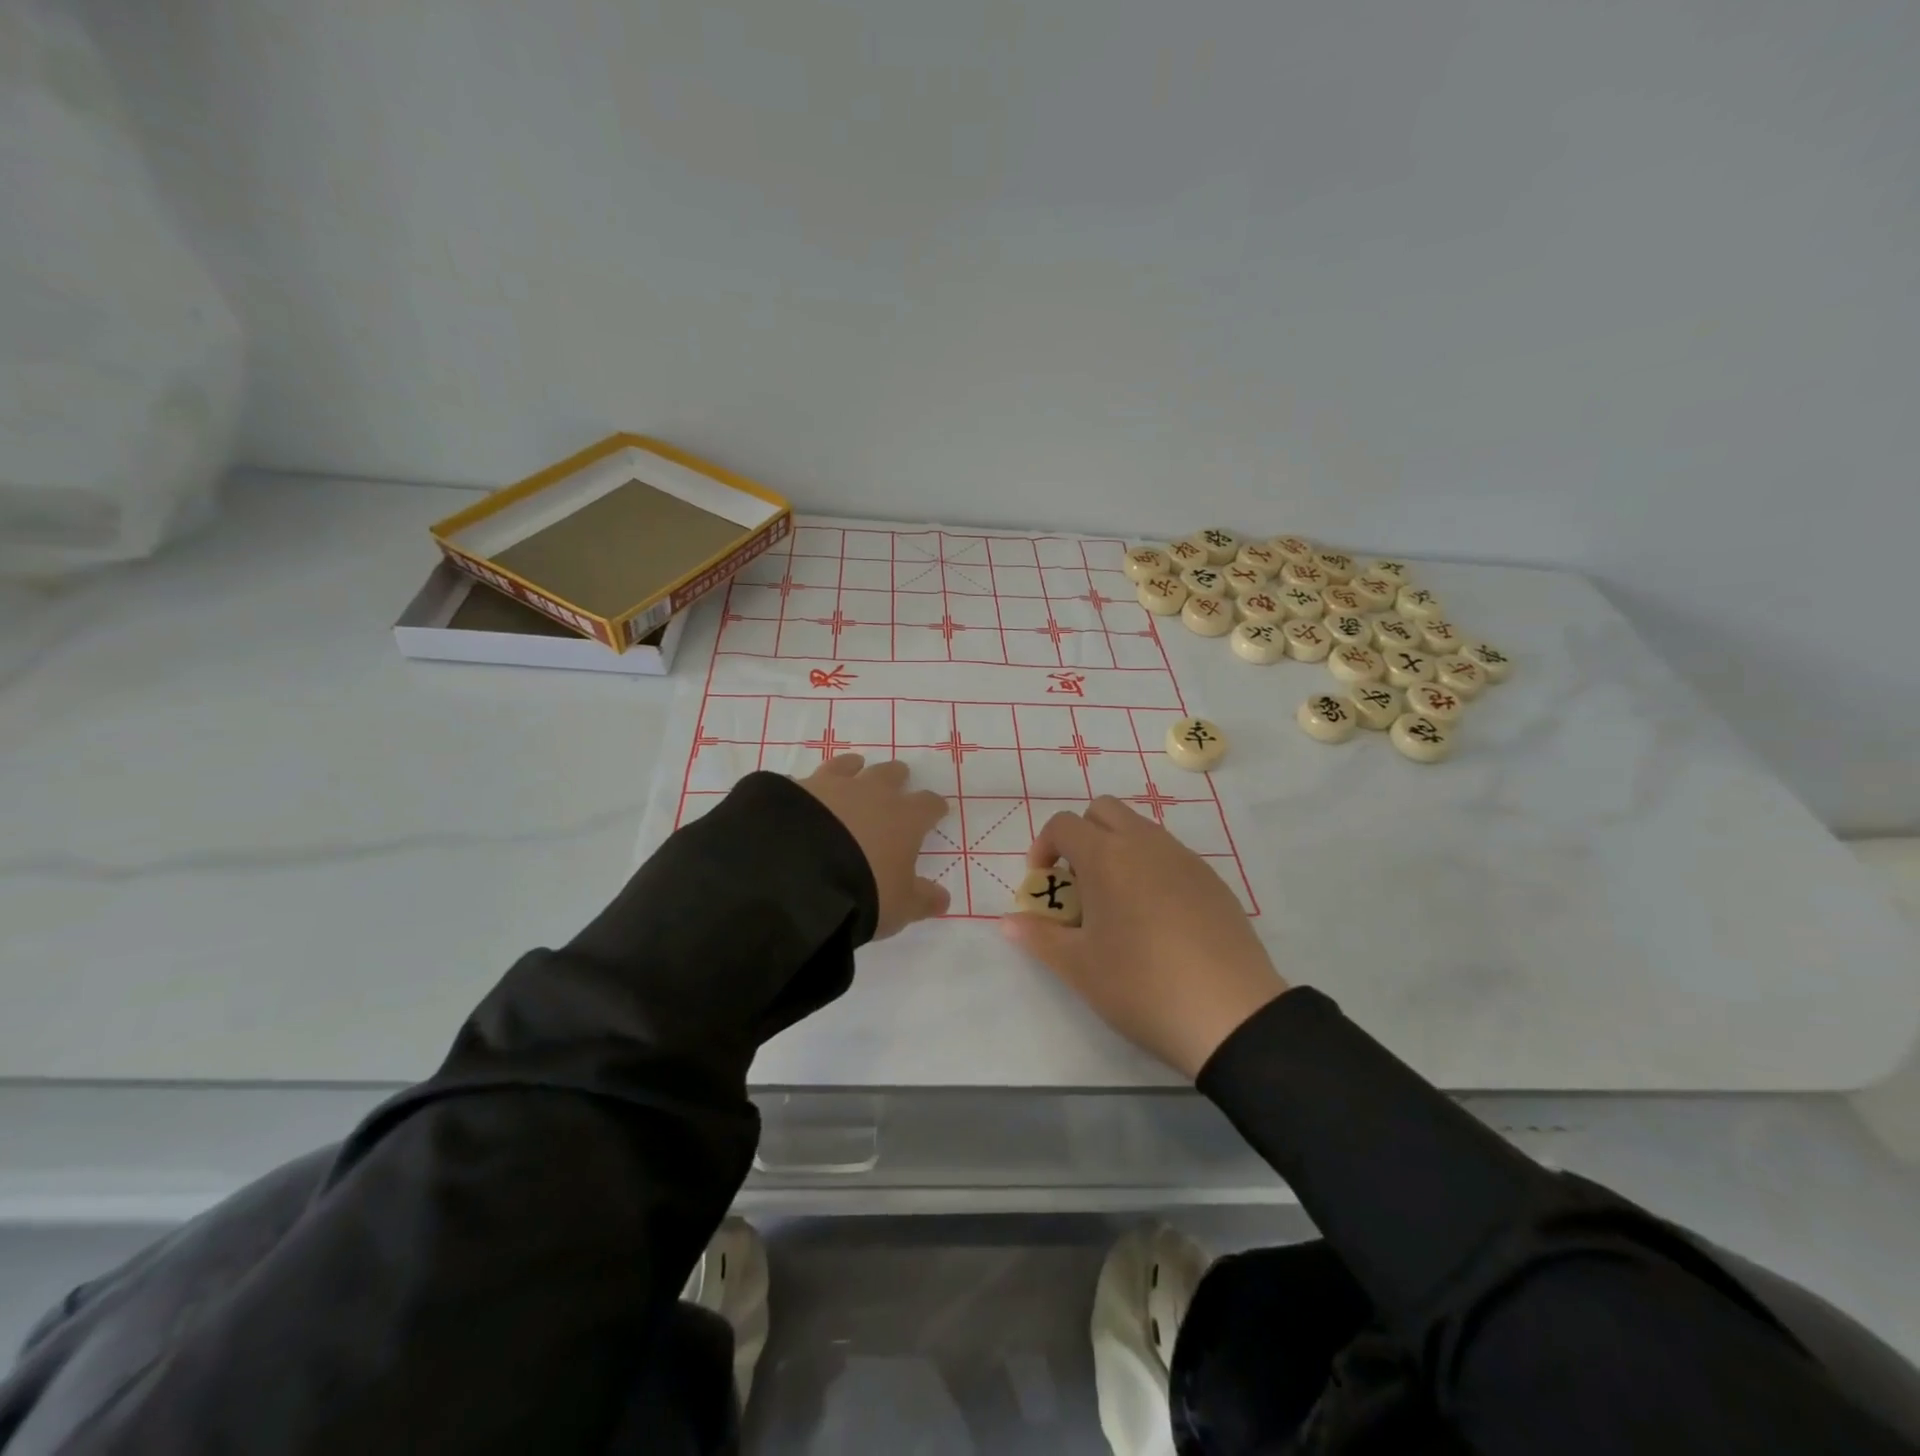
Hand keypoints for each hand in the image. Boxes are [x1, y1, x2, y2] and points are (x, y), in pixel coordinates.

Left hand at [798, 755, 950, 938]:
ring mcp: (832, 787)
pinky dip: (811, 787)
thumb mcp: (900, 905)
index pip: (928, 805)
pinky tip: (806, 795)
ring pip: (848, 766)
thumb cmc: (863, 889)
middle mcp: (871, 793)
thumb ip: (922, 899)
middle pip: (891, 774)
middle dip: (897, 778)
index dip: (934, 808)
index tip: (937, 810)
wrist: (797, 874)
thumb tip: (943, 899)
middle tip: (899, 779)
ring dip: (854, 768)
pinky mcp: (796, 790)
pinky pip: (808, 781)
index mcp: (904, 818)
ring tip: (854, 767)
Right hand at [1001, 796, 1287, 1077]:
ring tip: (1115, 905)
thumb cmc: (1141, 985)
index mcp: (1107, 856)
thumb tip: (1007, 921)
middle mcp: (1145, 844)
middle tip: (1077, 884)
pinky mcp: (1212, 879)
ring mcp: (1184, 858)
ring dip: (1117, 849)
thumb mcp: (1079, 967)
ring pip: (1140, 829)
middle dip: (1081, 836)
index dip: (1043, 847)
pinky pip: (1170, 854)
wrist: (1231, 1013)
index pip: (1064, 825)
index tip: (1043, 884)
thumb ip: (1039, 936)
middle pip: (1103, 810)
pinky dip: (1150, 868)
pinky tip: (1156, 919)